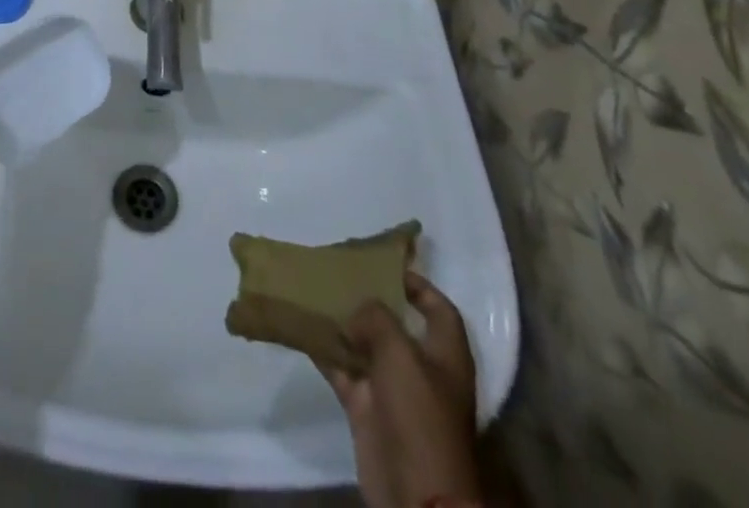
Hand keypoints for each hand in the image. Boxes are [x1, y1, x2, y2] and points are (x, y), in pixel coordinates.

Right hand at [325, 273, 480, 507]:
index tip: (384, 263)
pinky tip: (302, 326)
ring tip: (313, 291)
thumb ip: (376, 317)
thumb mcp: (400, 352)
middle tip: (338, 271)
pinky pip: (343, 369)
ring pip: (364, 344)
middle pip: (395, 323)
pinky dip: (325, 350)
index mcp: (445, 354)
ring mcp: (393, 390)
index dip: (417, 284)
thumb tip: (357, 311)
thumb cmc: (419, 414)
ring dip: (341, 323)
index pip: (439, 308)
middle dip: (368, 299)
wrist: (414, 491)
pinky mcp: (367, 408)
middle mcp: (421, 368)